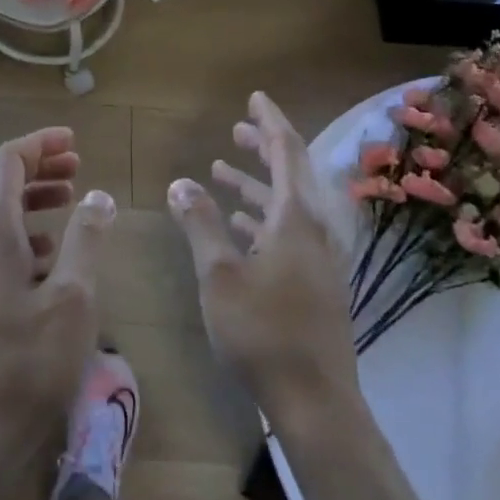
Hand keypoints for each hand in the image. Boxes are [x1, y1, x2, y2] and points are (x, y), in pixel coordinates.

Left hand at [0, 127, 114, 479]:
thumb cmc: (32, 362)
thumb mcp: (74, 297)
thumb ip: (86, 239)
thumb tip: (97, 196)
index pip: (8, 161)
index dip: (40, 144)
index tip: (74, 141)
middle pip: (1, 182)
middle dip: (39, 166)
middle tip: (78, 164)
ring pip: (1, 213)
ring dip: (34, 197)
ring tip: (72, 197)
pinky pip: (0, 244)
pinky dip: (28, 232)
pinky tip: (55, 251)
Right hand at [168, 92, 358, 433]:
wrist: (315, 401)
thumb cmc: (262, 331)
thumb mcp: (220, 274)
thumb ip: (200, 224)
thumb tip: (181, 183)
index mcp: (297, 219)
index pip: (287, 152)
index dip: (270, 122)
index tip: (254, 98)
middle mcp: (315, 231)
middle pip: (292, 175)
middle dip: (263, 149)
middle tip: (235, 131)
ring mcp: (318, 258)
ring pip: (287, 206)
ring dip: (256, 185)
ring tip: (220, 171)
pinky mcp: (315, 283)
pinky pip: (288, 233)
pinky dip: (261, 218)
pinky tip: (236, 225)